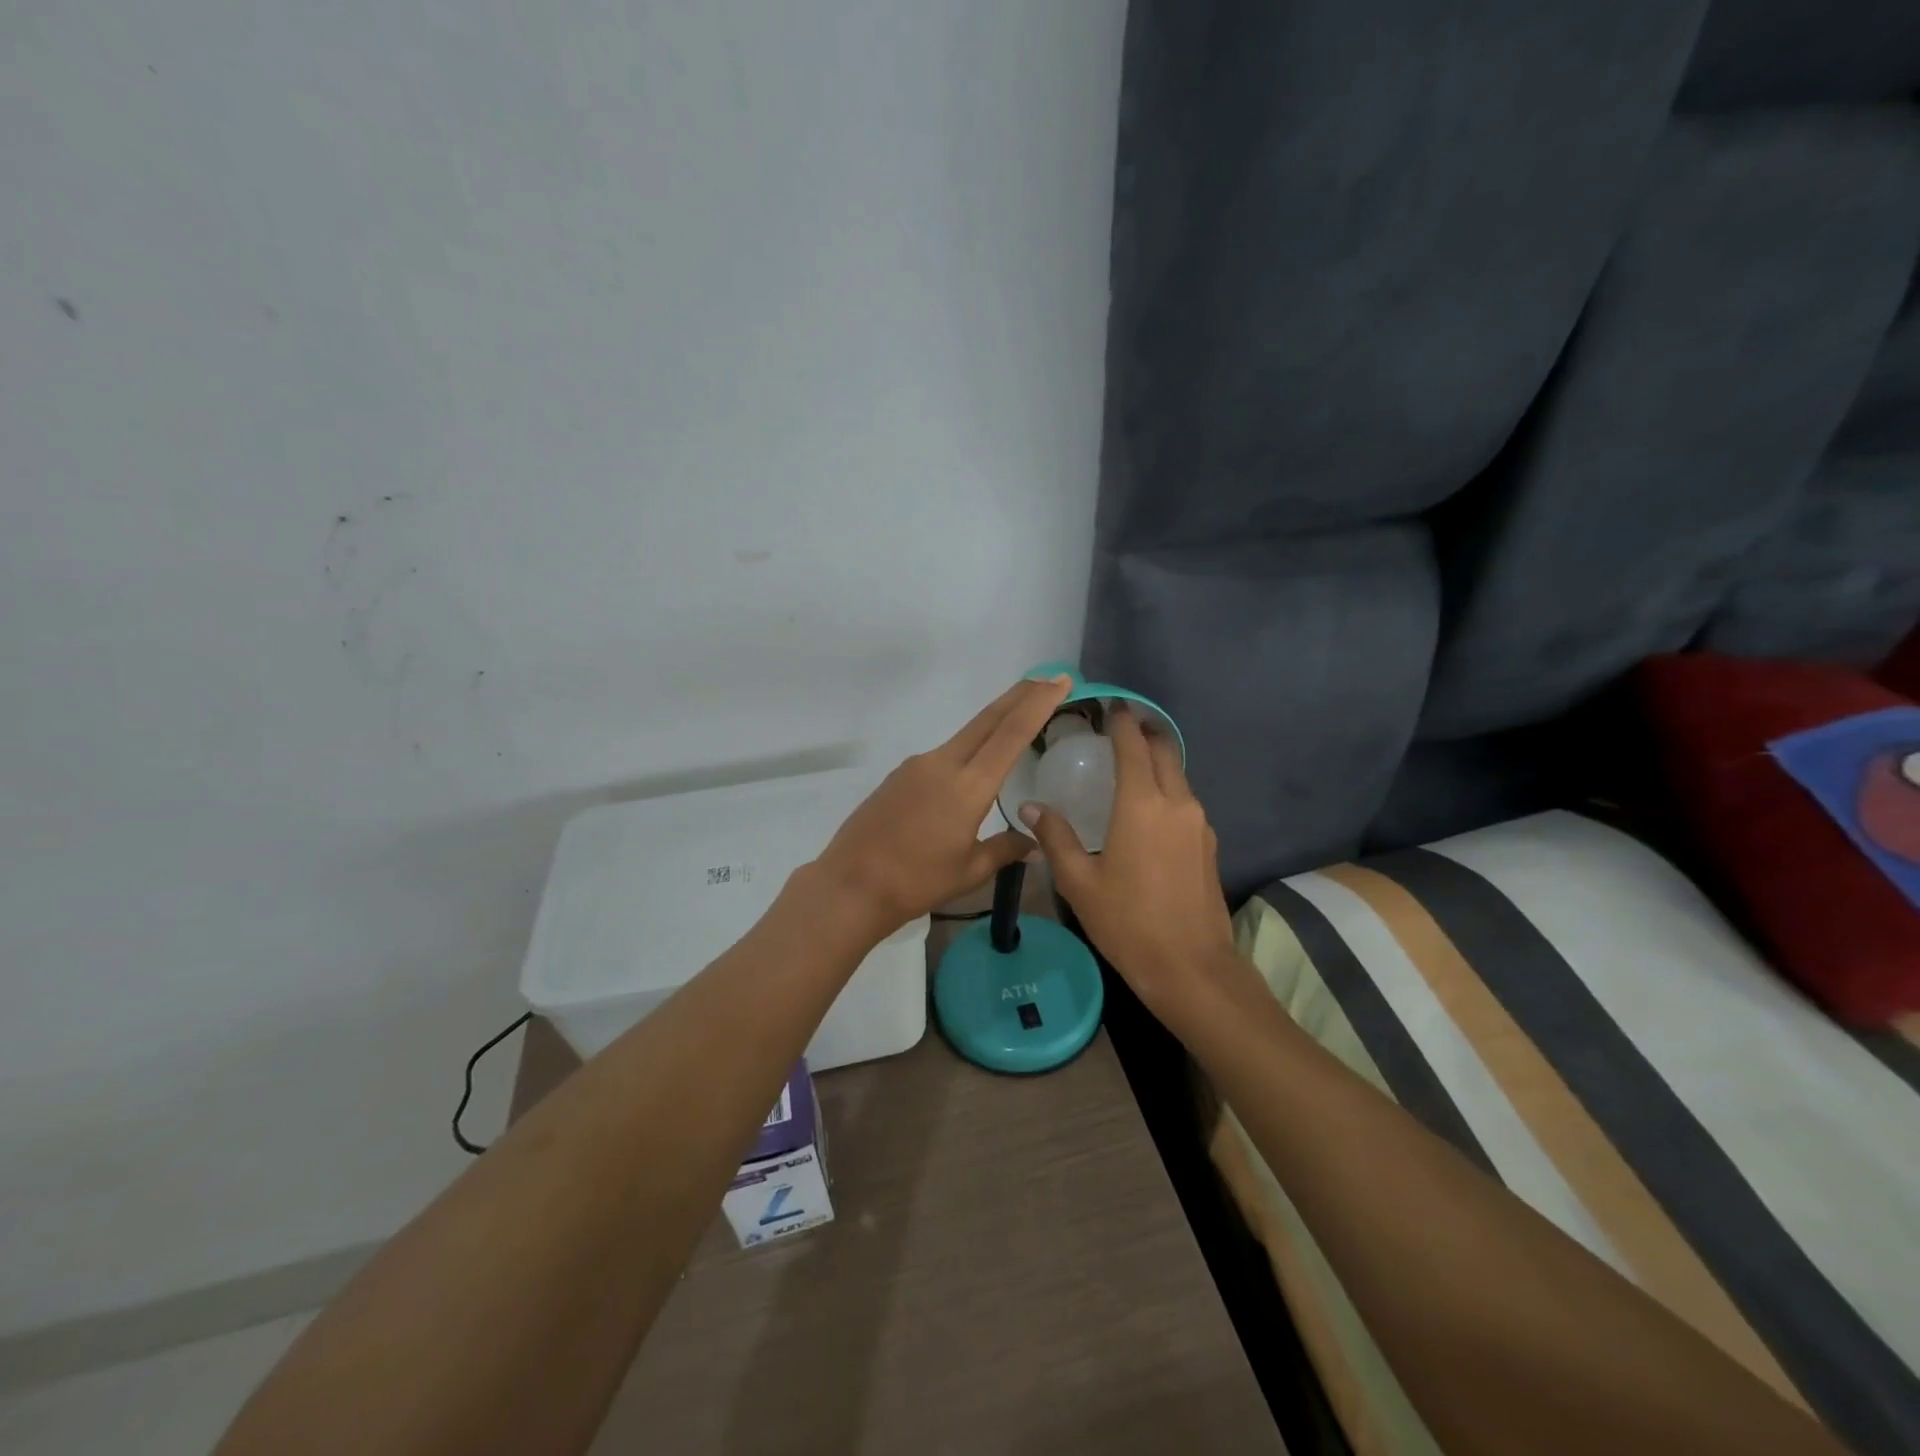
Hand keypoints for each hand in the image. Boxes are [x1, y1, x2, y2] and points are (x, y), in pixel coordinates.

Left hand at [814, 676, 1073, 939]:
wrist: (851, 884)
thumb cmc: (917, 881)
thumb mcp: (970, 871)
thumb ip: (1005, 850)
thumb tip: (1035, 844)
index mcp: (968, 786)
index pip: (1011, 733)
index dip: (1038, 703)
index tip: (1059, 681)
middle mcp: (943, 763)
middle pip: (988, 720)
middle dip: (1020, 696)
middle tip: (1048, 680)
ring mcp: (917, 765)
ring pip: (964, 736)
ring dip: (993, 724)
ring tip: (1016, 723)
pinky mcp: (899, 775)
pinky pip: (942, 756)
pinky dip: (966, 752)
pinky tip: (969, 772)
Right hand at [1022, 707, 1237, 1016]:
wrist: (1191, 968)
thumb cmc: (1128, 923)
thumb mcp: (1080, 882)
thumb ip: (1055, 838)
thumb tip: (1031, 808)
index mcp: (1142, 805)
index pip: (1133, 745)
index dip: (1121, 721)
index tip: (1110, 706)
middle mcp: (1176, 803)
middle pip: (1164, 751)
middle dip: (1144, 732)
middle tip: (1119, 727)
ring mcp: (1199, 823)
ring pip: (1178, 775)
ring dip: (1157, 762)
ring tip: (1128, 766)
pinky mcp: (1208, 844)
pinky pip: (1185, 801)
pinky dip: (1167, 789)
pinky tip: (1148, 809)